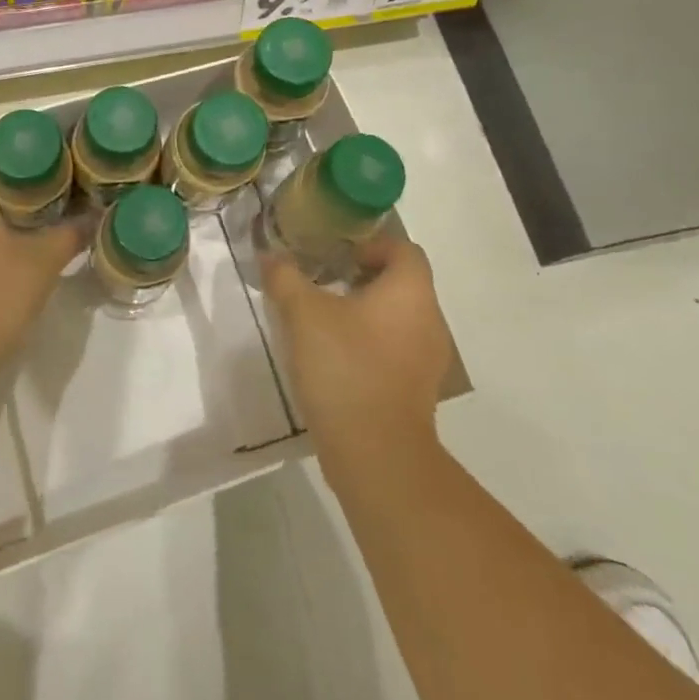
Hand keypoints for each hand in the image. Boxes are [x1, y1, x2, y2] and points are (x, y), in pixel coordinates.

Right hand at [260, 237, 458, 451]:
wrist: (376, 454)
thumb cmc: (345, 367)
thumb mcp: (302, 314)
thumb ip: (285, 277)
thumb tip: (270, 255)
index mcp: (410, 291)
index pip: (402, 248)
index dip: (370, 245)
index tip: (336, 256)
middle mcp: (428, 319)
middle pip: (400, 283)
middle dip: (361, 278)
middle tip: (321, 283)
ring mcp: (427, 359)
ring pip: (397, 318)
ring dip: (364, 313)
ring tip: (322, 321)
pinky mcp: (417, 391)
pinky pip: (395, 351)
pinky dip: (369, 344)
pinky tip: (334, 358)